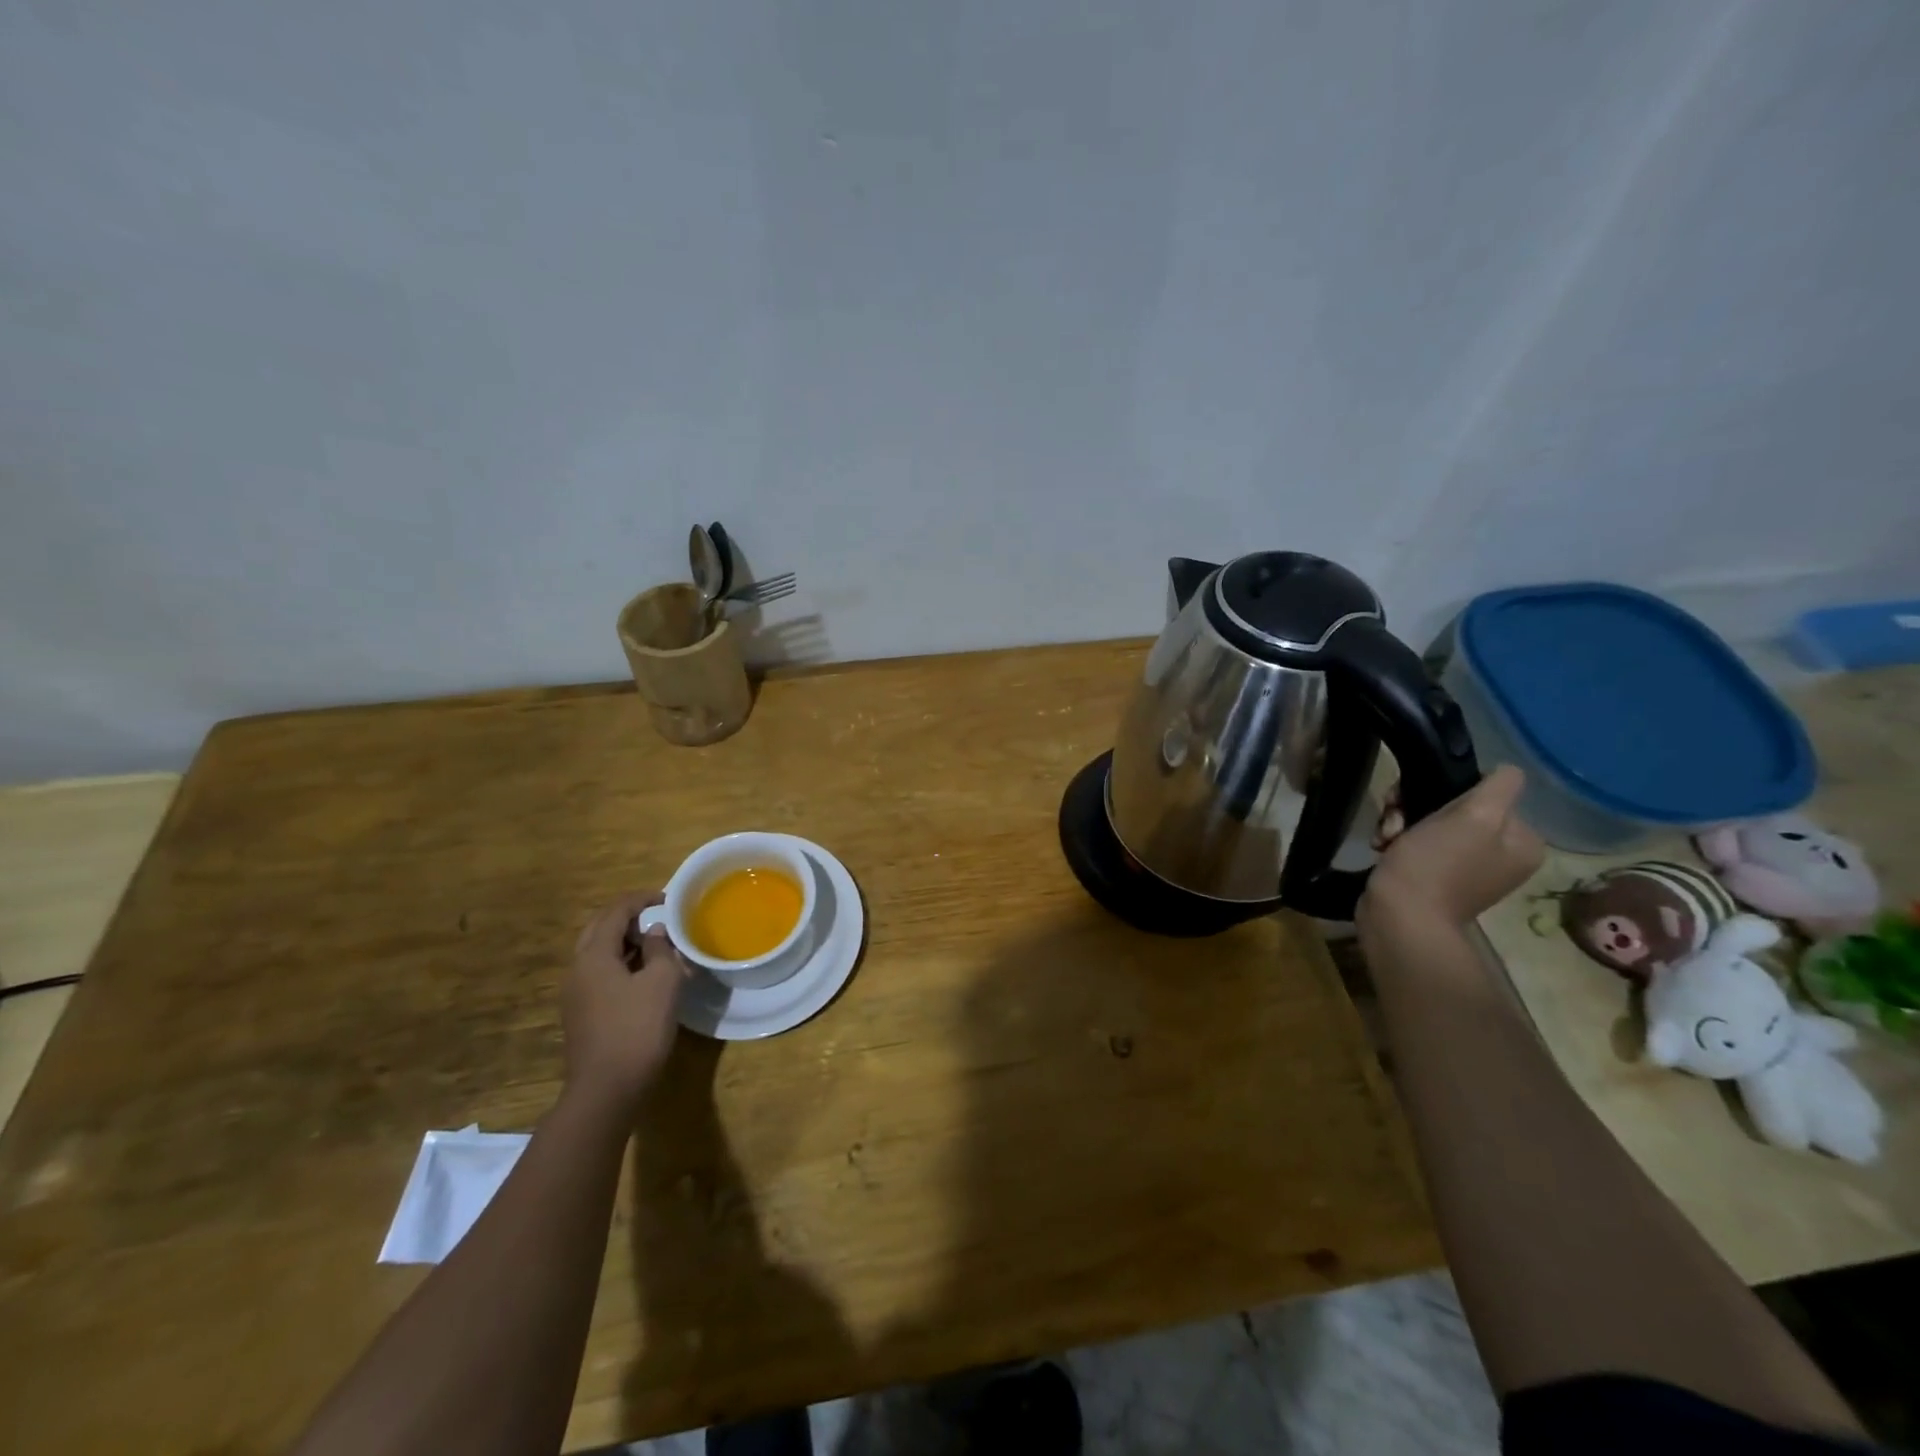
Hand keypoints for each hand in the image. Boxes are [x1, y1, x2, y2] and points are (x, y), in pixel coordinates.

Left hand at [562, 891, 689, 1111]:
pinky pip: (600, 974)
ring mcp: (576, 994)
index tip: (668, 899)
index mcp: (594, 955)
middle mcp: (577, 969)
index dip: (642, 900)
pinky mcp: (581, 1014)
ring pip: (598, 953)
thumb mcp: (662, 982)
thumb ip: (660, 949)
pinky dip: (621, 963)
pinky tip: (644, 977)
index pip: (615, 912)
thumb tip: (655, 933)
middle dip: (628, 918)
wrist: (607, 1090)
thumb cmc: (637, 1028)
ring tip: (656, 946)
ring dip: (625, 941)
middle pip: (600, 929)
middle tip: (659, 919)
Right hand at [1359, 764, 1544, 932]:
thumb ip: (1499, 787)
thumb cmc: (1436, 864)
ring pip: (1429, 822)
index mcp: (1521, 842)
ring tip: (1385, 836)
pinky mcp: (1433, 876)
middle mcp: (1499, 854)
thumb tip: (1507, 770)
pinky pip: (1416, 843)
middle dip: (1417, 806)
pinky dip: (1396, 841)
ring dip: (1401, 822)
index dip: (1449, 788)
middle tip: (1396, 818)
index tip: (1420, 798)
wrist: (1399, 917)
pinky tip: (1382, 847)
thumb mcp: (1475, 816)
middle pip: (1455, 806)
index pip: (1486, 792)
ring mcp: (1465, 867)